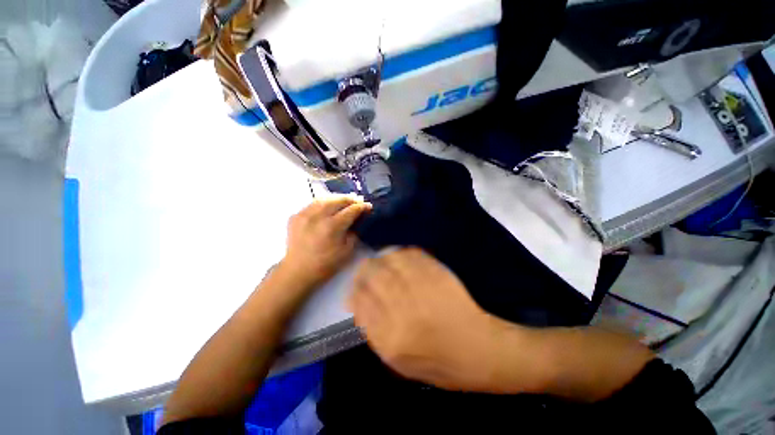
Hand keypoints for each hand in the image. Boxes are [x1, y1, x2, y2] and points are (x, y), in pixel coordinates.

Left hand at [280, 195, 371, 289]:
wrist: (297, 271)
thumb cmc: (325, 264)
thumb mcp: (347, 251)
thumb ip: (354, 233)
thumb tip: (357, 221)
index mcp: (332, 226)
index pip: (350, 210)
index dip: (361, 207)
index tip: (368, 206)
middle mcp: (318, 216)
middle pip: (337, 200)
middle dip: (350, 199)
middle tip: (358, 200)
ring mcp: (304, 214)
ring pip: (324, 198)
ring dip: (337, 198)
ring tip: (344, 200)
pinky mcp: (296, 216)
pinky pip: (312, 204)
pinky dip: (323, 202)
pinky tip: (328, 205)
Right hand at [348, 247, 502, 390]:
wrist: (479, 351)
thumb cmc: (437, 363)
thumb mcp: (398, 362)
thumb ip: (373, 331)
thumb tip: (356, 301)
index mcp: (391, 338)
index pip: (361, 302)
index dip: (355, 290)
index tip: (355, 287)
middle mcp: (404, 311)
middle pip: (374, 277)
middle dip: (365, 269)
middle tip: (365, 268)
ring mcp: (422, 289)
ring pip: (391, 261)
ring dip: (382, 258)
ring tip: (380, 261)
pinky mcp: (438, 275)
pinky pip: (412, 256)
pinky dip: (401, 253)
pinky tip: (399, 256)